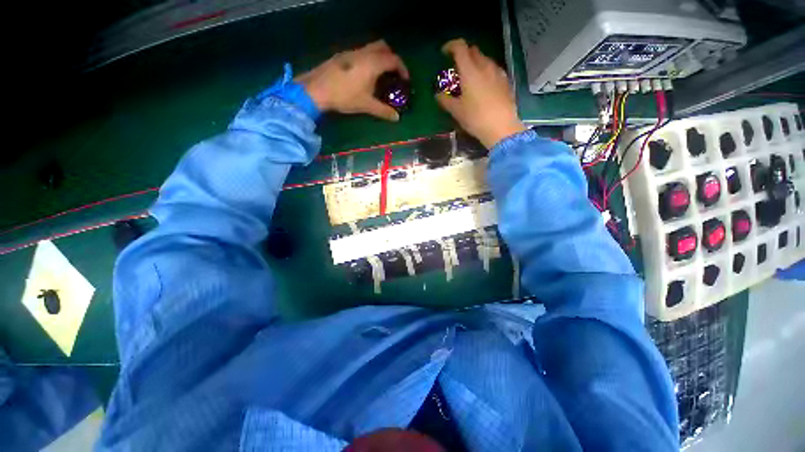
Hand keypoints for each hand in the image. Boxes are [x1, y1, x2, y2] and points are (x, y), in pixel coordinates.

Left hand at [296, 40, 408, 121]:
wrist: (317, 89)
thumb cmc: (345, 96)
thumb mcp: (366, 105)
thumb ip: (383, 111)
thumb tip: (396, 118)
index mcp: (373, 63)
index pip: (394, 59)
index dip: (402, 69)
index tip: (405, 80)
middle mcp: (364, 53)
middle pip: (383, 47)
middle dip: (392, 58)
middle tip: (394, 74)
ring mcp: (352, 52)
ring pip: (371, 48)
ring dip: (379, 58)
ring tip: (380, 75)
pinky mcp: (343, 55)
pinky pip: (361, 52)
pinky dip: (369, 59)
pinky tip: (364, 75)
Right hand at [436, 39, 525, 148]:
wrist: (501, 127)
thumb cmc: (475, 118)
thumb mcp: (457, 111)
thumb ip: (445, 101)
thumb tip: (437, 95)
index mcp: (470, 70)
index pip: (460, 47)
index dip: (450, 46)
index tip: (444, 53)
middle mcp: (485, 66)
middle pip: (473, 50)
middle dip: (463, 54)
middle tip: (456, 68)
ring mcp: (497, 72)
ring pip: (484, 59)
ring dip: (475, 63)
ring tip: (470, 78)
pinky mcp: (505, 81)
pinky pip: (493, 69)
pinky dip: (485, 71)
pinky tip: (483, 85)